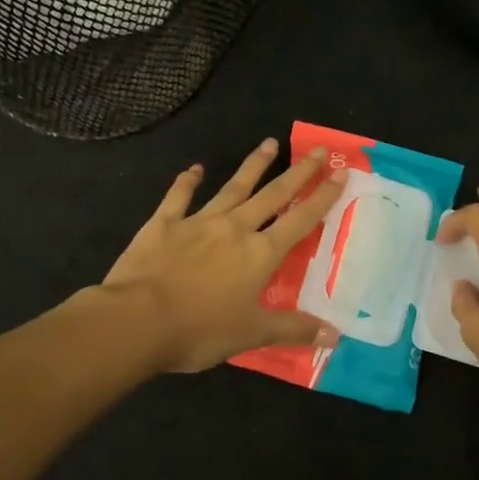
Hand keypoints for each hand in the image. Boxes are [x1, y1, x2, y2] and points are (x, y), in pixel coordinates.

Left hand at [104, 139, 347, 372]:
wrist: (137, 320)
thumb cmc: (200, 330)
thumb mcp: (252, 335)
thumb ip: (294, 330)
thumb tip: (336, 336)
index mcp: (260, 254)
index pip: (300, 220)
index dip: (323, 198)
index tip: (341, 174)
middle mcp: (235, 229)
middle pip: (273, 195)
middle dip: (298, 173)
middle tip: (317, 150)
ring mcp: (198, 222)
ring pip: (232, 188)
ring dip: (252, 166)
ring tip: (269, 143)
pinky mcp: (164, 224)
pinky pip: (179, 197)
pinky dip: (187, 181)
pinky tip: (194, 169)